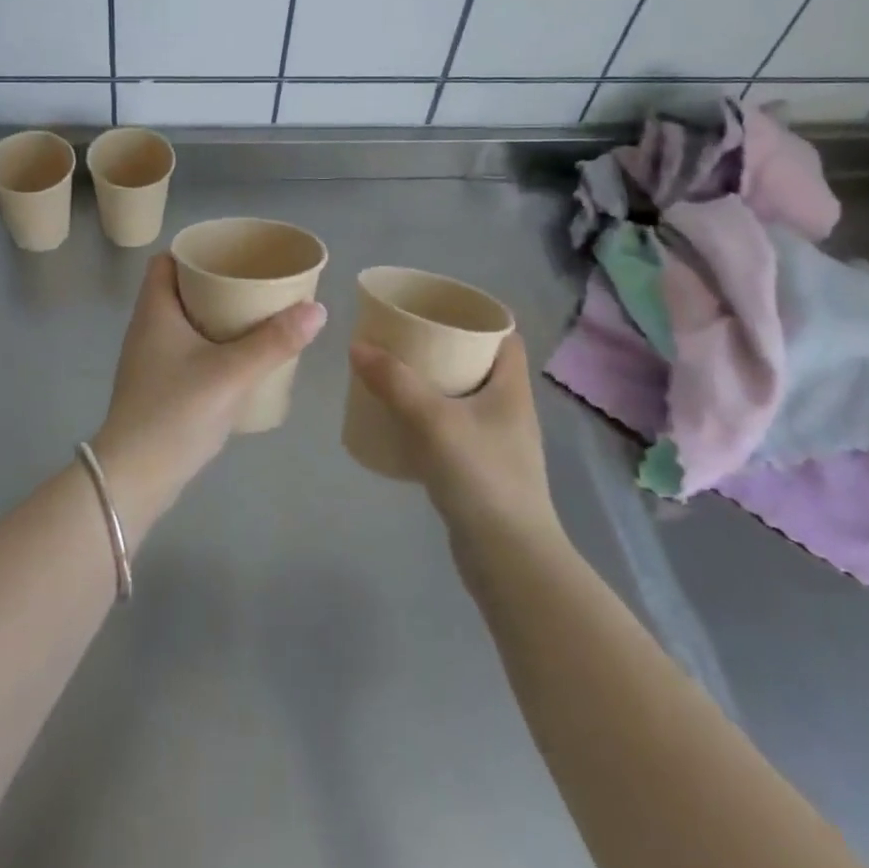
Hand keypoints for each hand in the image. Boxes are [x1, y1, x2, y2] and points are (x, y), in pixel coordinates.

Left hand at [93, 255, 325, 524]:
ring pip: (184, 322)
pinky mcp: (158, 387)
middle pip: (179, 290)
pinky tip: (239, 359)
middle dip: (215, 284)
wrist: (135, 479)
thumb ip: (274, 342)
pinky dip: (210, 345)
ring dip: (215, 317)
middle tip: (255, 285)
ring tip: (255, 317)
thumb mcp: (231, 373)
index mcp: (155, 311)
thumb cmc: (175, 413)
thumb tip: (317, 308)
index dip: (195, 253)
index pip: (165, 261)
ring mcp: (149, 360)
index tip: (232, 255)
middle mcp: (147, 328)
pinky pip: (186, 350)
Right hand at [347, 337, 559, 548]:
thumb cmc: (481, 477)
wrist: (509, 559)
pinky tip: (400, 422)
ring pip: (463, 398)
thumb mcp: (433, 420)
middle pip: (478, 364)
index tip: (436, 308)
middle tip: (403, 337)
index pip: (504, 337)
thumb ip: (394, 381)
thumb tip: (357, 346)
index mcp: (511, 389)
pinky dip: (428, 418)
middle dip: (442, 348)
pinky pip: (452, 429)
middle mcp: (509, 411)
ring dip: (432, 384)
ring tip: (394, 373)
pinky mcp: (481, 471)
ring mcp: (496, 444)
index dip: (475, 317)